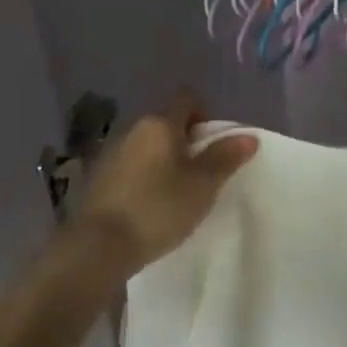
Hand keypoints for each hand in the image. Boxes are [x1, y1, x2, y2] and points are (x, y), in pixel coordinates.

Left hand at [73, 90, 257, 278]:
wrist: (98, 247)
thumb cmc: (158, 209)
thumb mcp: (202, 185)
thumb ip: (225, 158)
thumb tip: (248, 136)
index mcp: (160, 123)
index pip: (187, 99)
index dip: (205, 115)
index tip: (214, 145)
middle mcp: (133, 129)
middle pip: (167, 123)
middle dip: (187, 142)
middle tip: (202, 174)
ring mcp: (111, 153)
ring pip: (148, 146)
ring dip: (164, 161)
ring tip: (177, 193)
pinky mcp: (98, 178)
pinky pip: (131, 167)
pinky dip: (145, 177)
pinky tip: (150, 206)